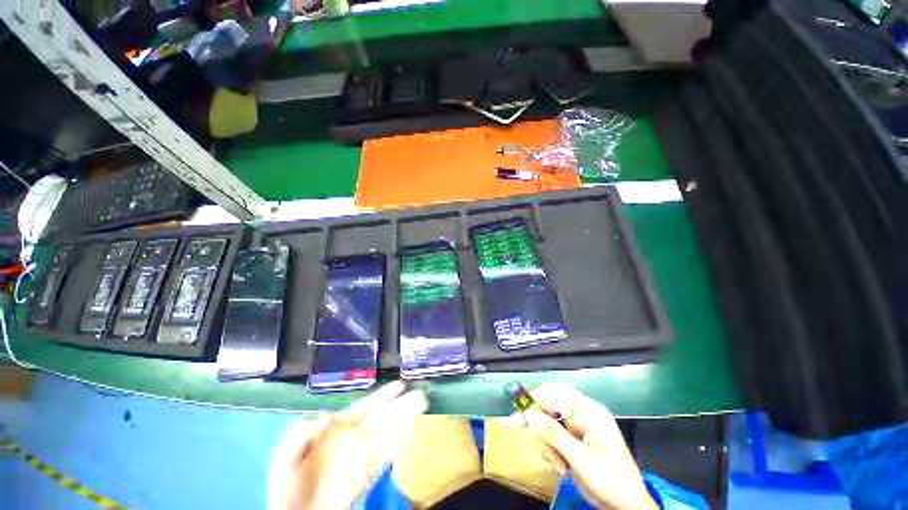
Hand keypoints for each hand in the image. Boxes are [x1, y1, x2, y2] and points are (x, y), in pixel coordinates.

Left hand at [267, 381, 428, 509]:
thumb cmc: (287, 487)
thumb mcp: (285, 454)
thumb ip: (301, 433)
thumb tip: (328, 417)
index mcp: (336, 429)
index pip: (364, 407)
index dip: (382, 396)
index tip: (400, 385)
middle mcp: (354, 438)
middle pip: (382, 417)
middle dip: (402, 405)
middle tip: (421, 394)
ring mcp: (361, 457)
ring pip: (388, 433)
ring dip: (405, 420)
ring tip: (422, 407)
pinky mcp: (365, 475)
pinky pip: (385, 455)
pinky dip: (398, 444)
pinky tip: (410, 434)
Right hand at [519, 384, 657, 509]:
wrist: (626, 508)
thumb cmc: (611, 480)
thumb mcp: (581, 458)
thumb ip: (554, 435)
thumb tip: (529, 415)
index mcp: (590, 412)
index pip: (559, 393)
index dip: (539, 396)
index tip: (521, 406)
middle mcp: (582, 416)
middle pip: (550, 409)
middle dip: (541, 428)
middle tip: (518, 428)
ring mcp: (576, 430)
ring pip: (547, 426)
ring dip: (547, 446)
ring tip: (558, 466)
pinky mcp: (572, 444)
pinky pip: (551, 439)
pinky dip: (551, 453)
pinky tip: (561, 468)